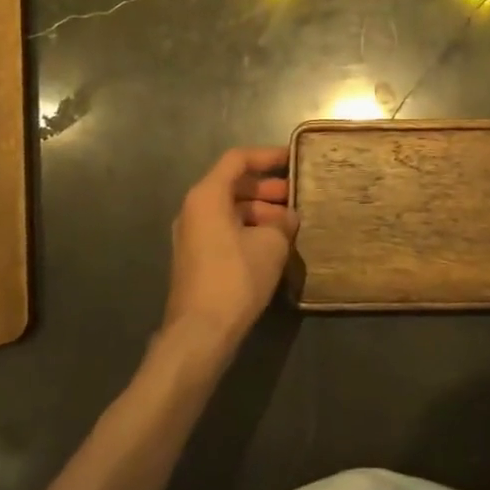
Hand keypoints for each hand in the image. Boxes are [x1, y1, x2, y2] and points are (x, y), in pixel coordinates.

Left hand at [163, 146, 298, 360]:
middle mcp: (194, 209)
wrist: (200, 333)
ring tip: (290, 223)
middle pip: (233, 185)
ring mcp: (192, 235)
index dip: (267, 156)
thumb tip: (287, 218)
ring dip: (260, 211)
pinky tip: (273, 244)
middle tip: (296, 196)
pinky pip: (225, 230)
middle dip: (267, 188)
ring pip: (230, 210)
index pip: (238, 159)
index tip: (293, 159)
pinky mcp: (196, 258)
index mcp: (207, 196)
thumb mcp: (271, 244)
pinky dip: (249, 229)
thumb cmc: (236, 277)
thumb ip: (282, 222)